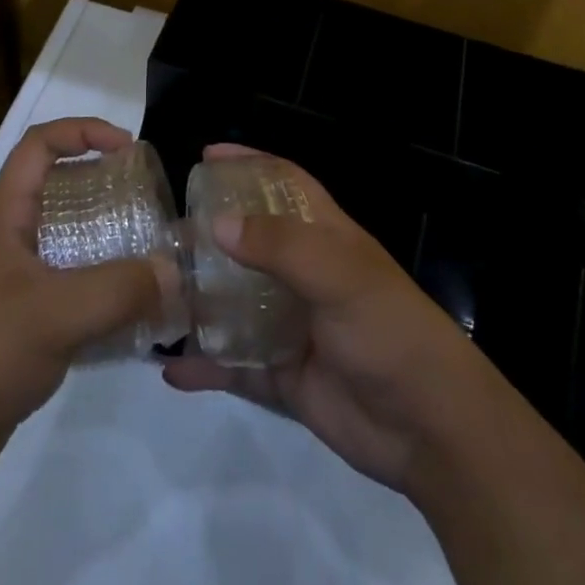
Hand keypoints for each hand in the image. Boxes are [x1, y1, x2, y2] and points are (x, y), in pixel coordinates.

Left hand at [0, 118, 162, 505]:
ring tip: (151, 255)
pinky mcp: (25, 327)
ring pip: (69, 244)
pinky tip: (135, 315)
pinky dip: (103, 293)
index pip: (38, 146)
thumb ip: (118, 290)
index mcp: (6, 220)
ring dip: (109, 243)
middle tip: (148, 202)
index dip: (81, 132)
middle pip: (59, 191)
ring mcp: (16, 286)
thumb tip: (174, 272)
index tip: (126, 147)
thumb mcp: (54, 314)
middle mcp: (11, 244)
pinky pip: (73, 292)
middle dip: (104, 186)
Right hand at [162, 144, 498, 492]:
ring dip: (200, 298)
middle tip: (165, 232)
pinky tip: (170, 368)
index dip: (250, 164)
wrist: (429, 427)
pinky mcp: (284, 375)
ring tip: (156, 292)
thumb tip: (217, 223)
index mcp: (325, 237)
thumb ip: (280, 246)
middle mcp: (305, 274)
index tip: (206, 157)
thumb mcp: (339, 274)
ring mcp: (292, 325)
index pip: (284, 183)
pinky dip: (206, 366)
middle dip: (211, 233)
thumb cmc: (388, 329)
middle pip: (251, 242)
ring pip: (236, 303)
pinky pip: (235, 366)